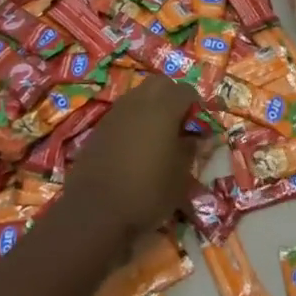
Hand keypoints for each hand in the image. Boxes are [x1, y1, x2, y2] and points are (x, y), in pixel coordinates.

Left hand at [55, 76, 200, 248]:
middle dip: (173, 97)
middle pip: (161, 84)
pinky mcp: (100, 126)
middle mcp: (138, 101)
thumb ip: (190, 149)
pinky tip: (137, 146)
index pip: (187, 91)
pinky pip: (124, 112)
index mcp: (163, 108)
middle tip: (180, 125)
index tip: (201, 128)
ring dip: (152, 106)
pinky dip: (134, 119)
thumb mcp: (180, 176)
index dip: (198, 106)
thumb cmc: (146, 192)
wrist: (94, 211)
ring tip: (159, 135)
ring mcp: (116, 112)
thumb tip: (196, 136)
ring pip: (140, 94)